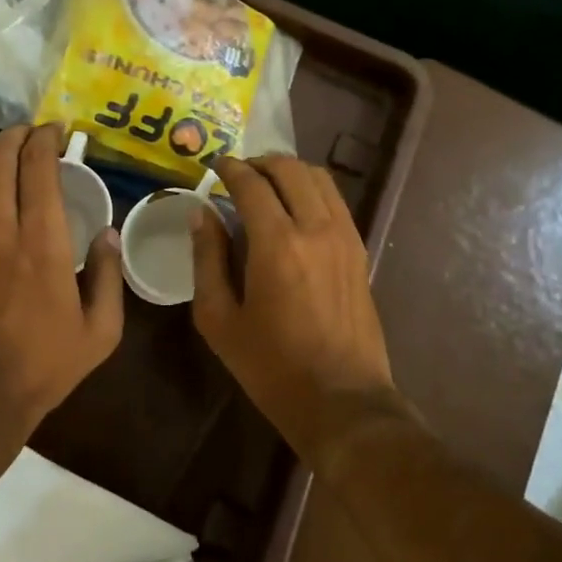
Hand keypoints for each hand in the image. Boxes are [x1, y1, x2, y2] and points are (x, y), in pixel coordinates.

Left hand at [0, 123, 123, 446]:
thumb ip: (109, 278)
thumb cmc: (40, 369)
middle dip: (17, 135)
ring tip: (2, 148)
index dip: (47, 139)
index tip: (57, 131)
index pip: (38, 167)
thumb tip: (108, 235)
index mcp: (41, 243)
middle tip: (32, 134)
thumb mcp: (99, 333)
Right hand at [190, 155, 395, 437]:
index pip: (251, 183)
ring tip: (267, 186)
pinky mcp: (360, 251)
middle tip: (238, 174)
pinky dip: (312, 191)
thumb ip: (207, 259)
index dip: (229, 168)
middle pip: (290, 169)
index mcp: (276, 243)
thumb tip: (201, 213)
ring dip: (289, 172)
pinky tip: (295, 210)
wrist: (342, 399)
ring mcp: (345, 237)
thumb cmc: (271, 366)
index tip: (214, 166)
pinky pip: (336, 202)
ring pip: (319, 179)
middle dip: (260, 162)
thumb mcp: (219, 319)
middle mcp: (316, 228)